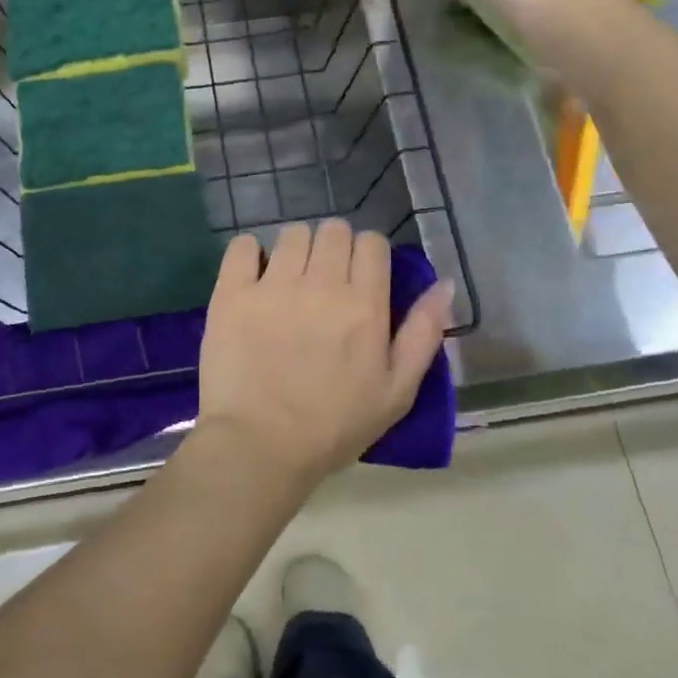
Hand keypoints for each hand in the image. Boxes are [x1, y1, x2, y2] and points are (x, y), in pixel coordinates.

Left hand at [195, 220, 453, 485]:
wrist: (260, 447)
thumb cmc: (333, 427)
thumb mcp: (396, 392)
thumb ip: (423, 333)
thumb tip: (444, 283)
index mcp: (364, 305)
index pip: (372, 242)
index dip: (368, 254)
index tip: (361, 277)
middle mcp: (321, 284)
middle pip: (333, 230)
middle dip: (334, 247)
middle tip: (325, 280)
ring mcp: (273, 285)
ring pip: (292, 233)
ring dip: (296, 249)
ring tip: (289, 280)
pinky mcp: (232, 292)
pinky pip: (243, 245)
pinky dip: (250, 254)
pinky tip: (254, 277)